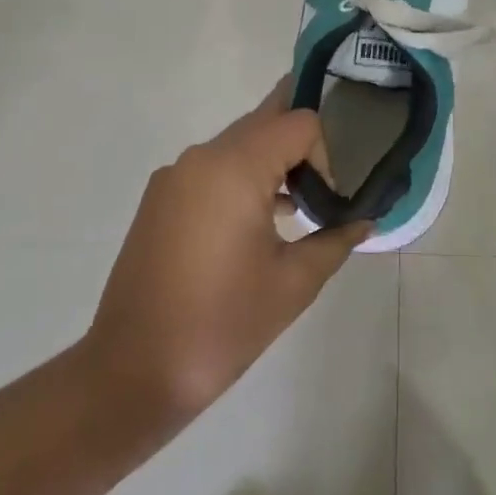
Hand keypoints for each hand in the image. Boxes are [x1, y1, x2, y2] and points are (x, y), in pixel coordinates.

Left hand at [83, 83, 369, 428]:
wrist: (131, 373)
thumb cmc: (221, 325)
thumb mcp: (293, 285)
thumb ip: (335, 240)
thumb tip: (364, 220)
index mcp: (235, 167)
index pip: (298, 122)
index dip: (325, 153)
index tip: (327, 201)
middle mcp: (202, 156)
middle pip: (266, 120)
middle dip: (300, 145)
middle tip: (324, 182)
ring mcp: (176, 174)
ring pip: (238, 142)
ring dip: (271, 161)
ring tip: (294, 206)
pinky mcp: (160, 197)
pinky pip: (213, 167)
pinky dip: (241, 177)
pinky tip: (255, 223)